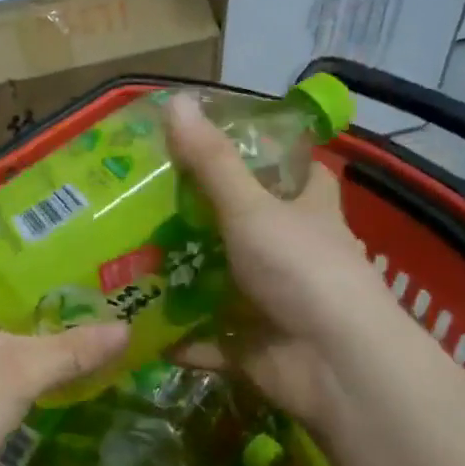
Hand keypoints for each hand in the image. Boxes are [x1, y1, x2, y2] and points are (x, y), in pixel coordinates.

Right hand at [164, 92, 384, 426]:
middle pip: (249, 226)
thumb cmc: (302, 270)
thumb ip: (211, 162)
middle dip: (204, 218)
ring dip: (185, 278)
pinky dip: (180, 338)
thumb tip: (175, 99)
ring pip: (224, 283)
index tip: (220, 145)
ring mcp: (274, 301)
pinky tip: (138, 326)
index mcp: (309, 211)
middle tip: (147, 201)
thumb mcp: (252, 208)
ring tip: (128, 258)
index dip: (271, 156)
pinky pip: (209, 339)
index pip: (300, 171)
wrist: (336, 366)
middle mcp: (295, 253)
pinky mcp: (255, 346)